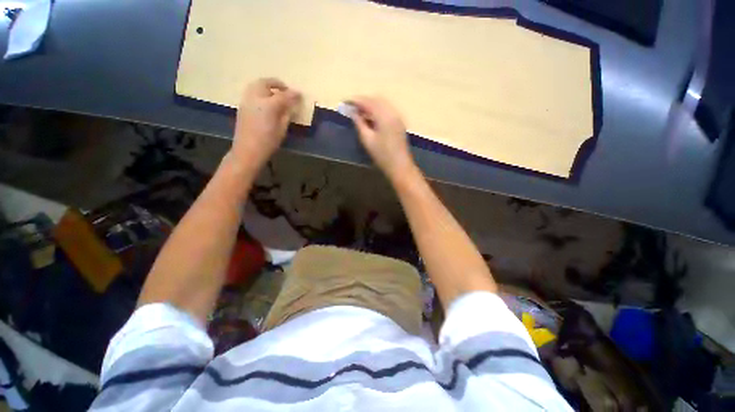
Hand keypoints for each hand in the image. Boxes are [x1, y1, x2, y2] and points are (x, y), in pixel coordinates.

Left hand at [230, 78, 301, 169]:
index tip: (300, 95)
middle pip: (266, 83)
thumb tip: (292, 104)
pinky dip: (260, 91)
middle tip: (286, 90)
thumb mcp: (282, 129)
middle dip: (277, 84)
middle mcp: (256, 98)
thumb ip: (287, 114)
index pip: (284, 95)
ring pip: (256, 85)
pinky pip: (252, 92)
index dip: (293, 94)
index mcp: (269, 105)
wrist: (247, 150)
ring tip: (276, 94)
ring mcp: (247, 100)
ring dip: (267, 86)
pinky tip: (266, 101)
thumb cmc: (268, 142)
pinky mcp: (242, 105)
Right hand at [349, 96, 415, 178]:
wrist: (400, 166)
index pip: (368, 102)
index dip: (355, 101)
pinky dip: (377, 111)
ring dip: (370, 106)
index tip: (345, 102)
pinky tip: (370, 118)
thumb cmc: (382, 155)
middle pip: (376, 100)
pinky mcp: (399, 123)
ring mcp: (397, 117)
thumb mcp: (367, 140)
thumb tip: (352, 113)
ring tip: (359, 113)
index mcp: (384, 116)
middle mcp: (392, 113)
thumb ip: (359, 123)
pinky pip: (387, 111)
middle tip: (351, 108)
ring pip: (382, 105)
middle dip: (363, 101)